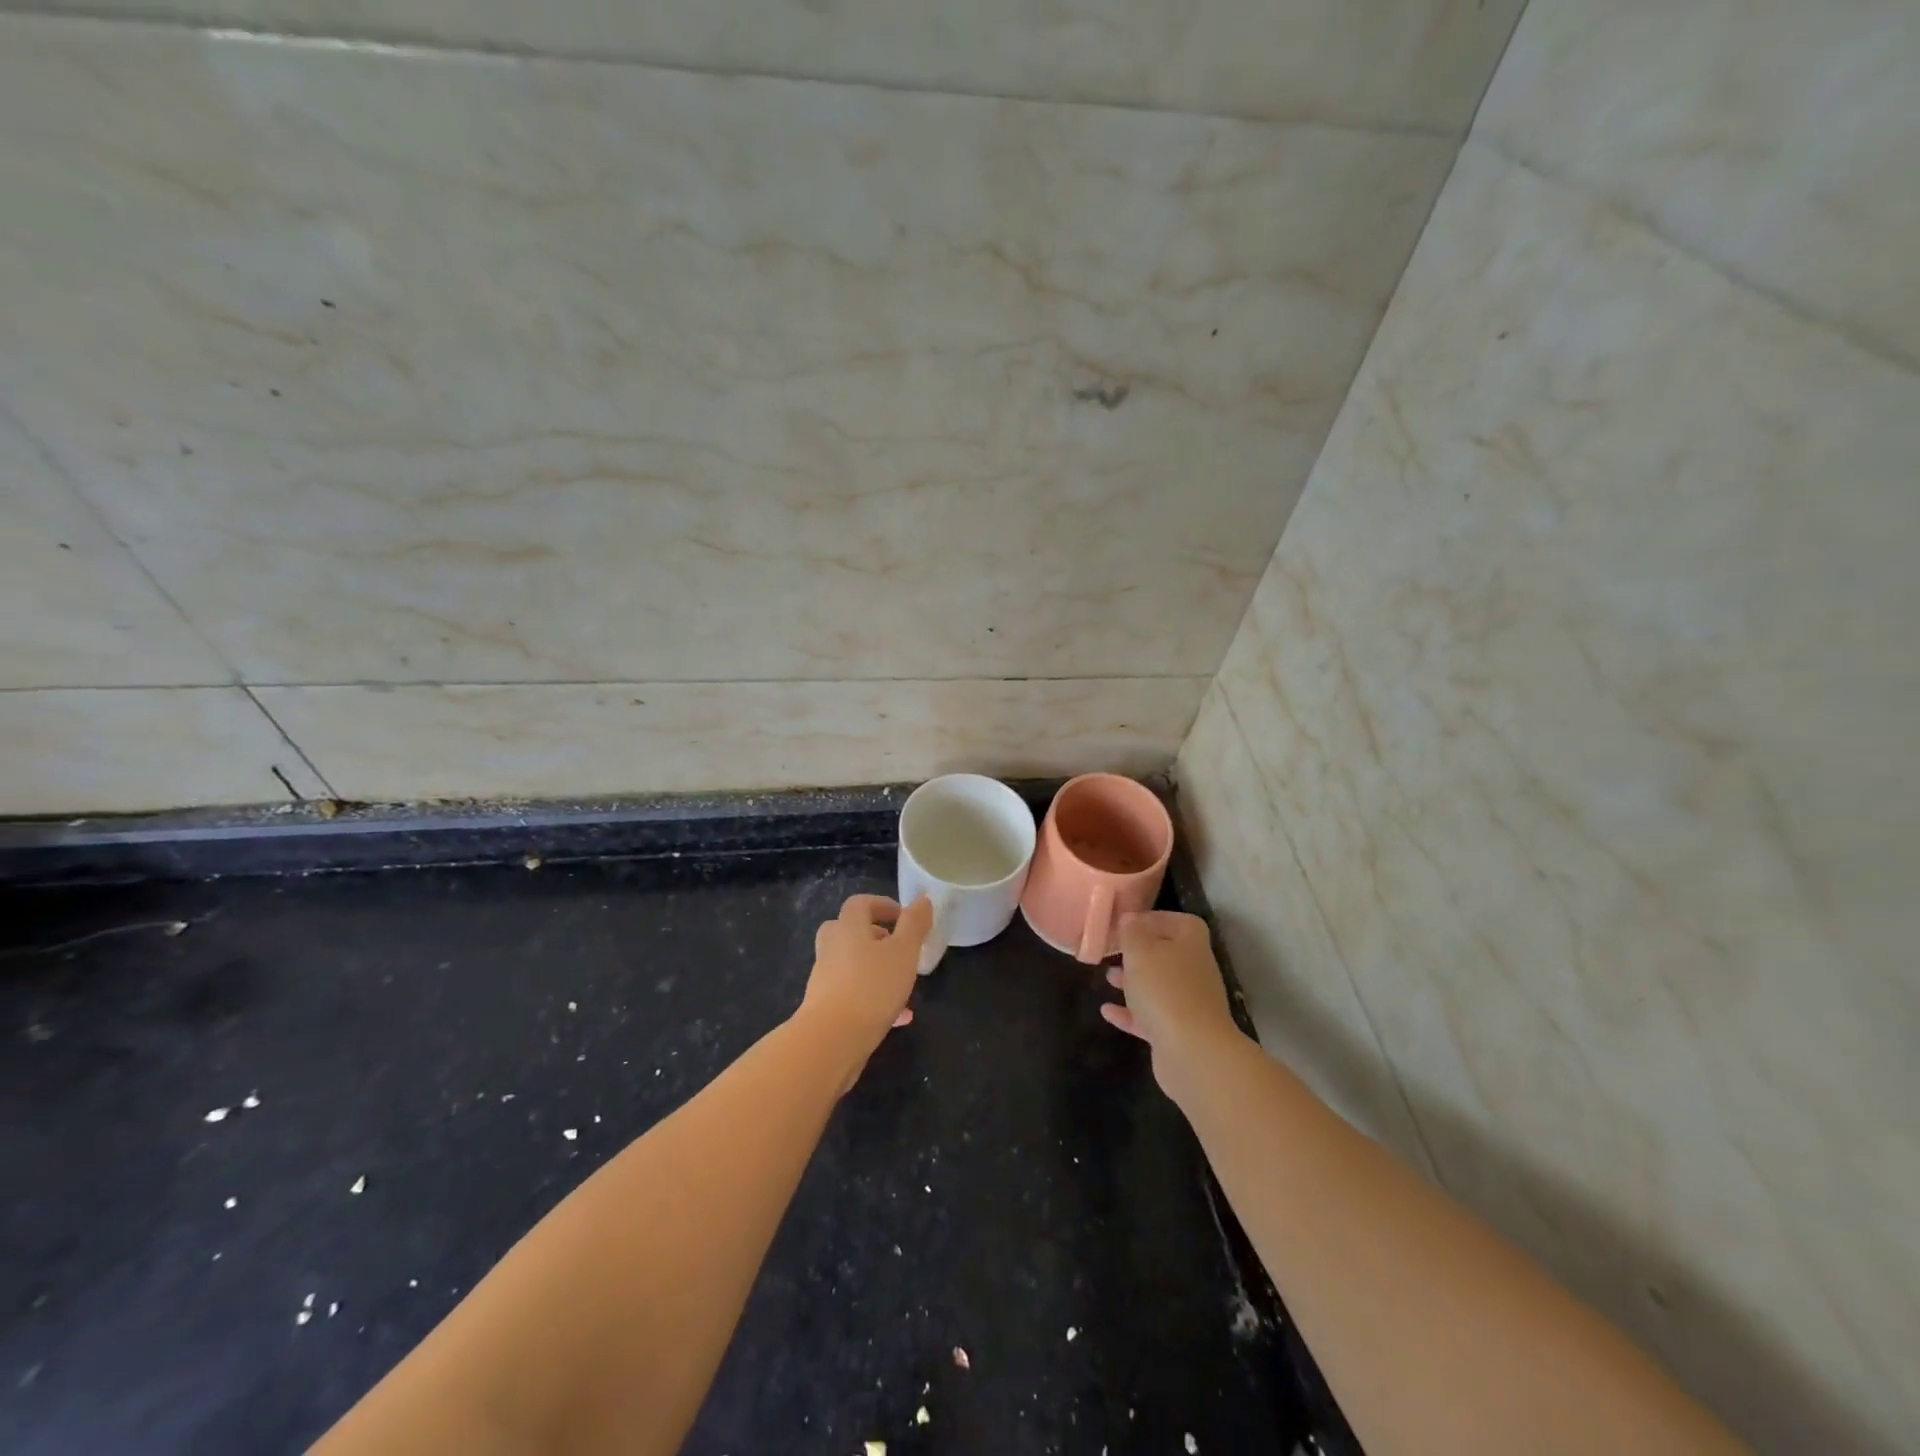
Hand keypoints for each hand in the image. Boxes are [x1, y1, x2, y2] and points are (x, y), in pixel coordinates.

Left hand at [798, 894, 932, 1089]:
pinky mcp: (825, 1007)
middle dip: (877, 937)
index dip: (883, 905)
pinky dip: (874, 998)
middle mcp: (831, 948)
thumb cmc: (871, 987)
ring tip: (906, 987)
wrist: (831, 1041)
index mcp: (848, 927)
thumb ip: (914, 924)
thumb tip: (922, 899)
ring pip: (854, 965)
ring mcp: (825, 978)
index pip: (861, 903)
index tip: (905, 917)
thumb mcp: (903, 952)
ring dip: (879, 970)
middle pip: (850, 932)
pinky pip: (854, 993)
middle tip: (899, 948)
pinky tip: (899, 1018)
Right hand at [1101, 911, 1245, 1098]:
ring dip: (1133, 981)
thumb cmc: (1164, 989)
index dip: (1149, 919)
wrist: (1193, 1052)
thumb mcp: (1139, 951)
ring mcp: (1189, 1002)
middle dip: (1138, 952)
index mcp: (1190, 941)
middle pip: (1165, 953)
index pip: (1173, 920)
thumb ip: (1131, 932)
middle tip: (1112, 951)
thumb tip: (1129, 919)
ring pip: (1157, 985)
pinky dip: (1130, 1012)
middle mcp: (1194, 968)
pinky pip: (1150, 1016)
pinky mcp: (1179, 1031)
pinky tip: (1107, 1011)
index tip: (1122, 924)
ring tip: (1107, 977)